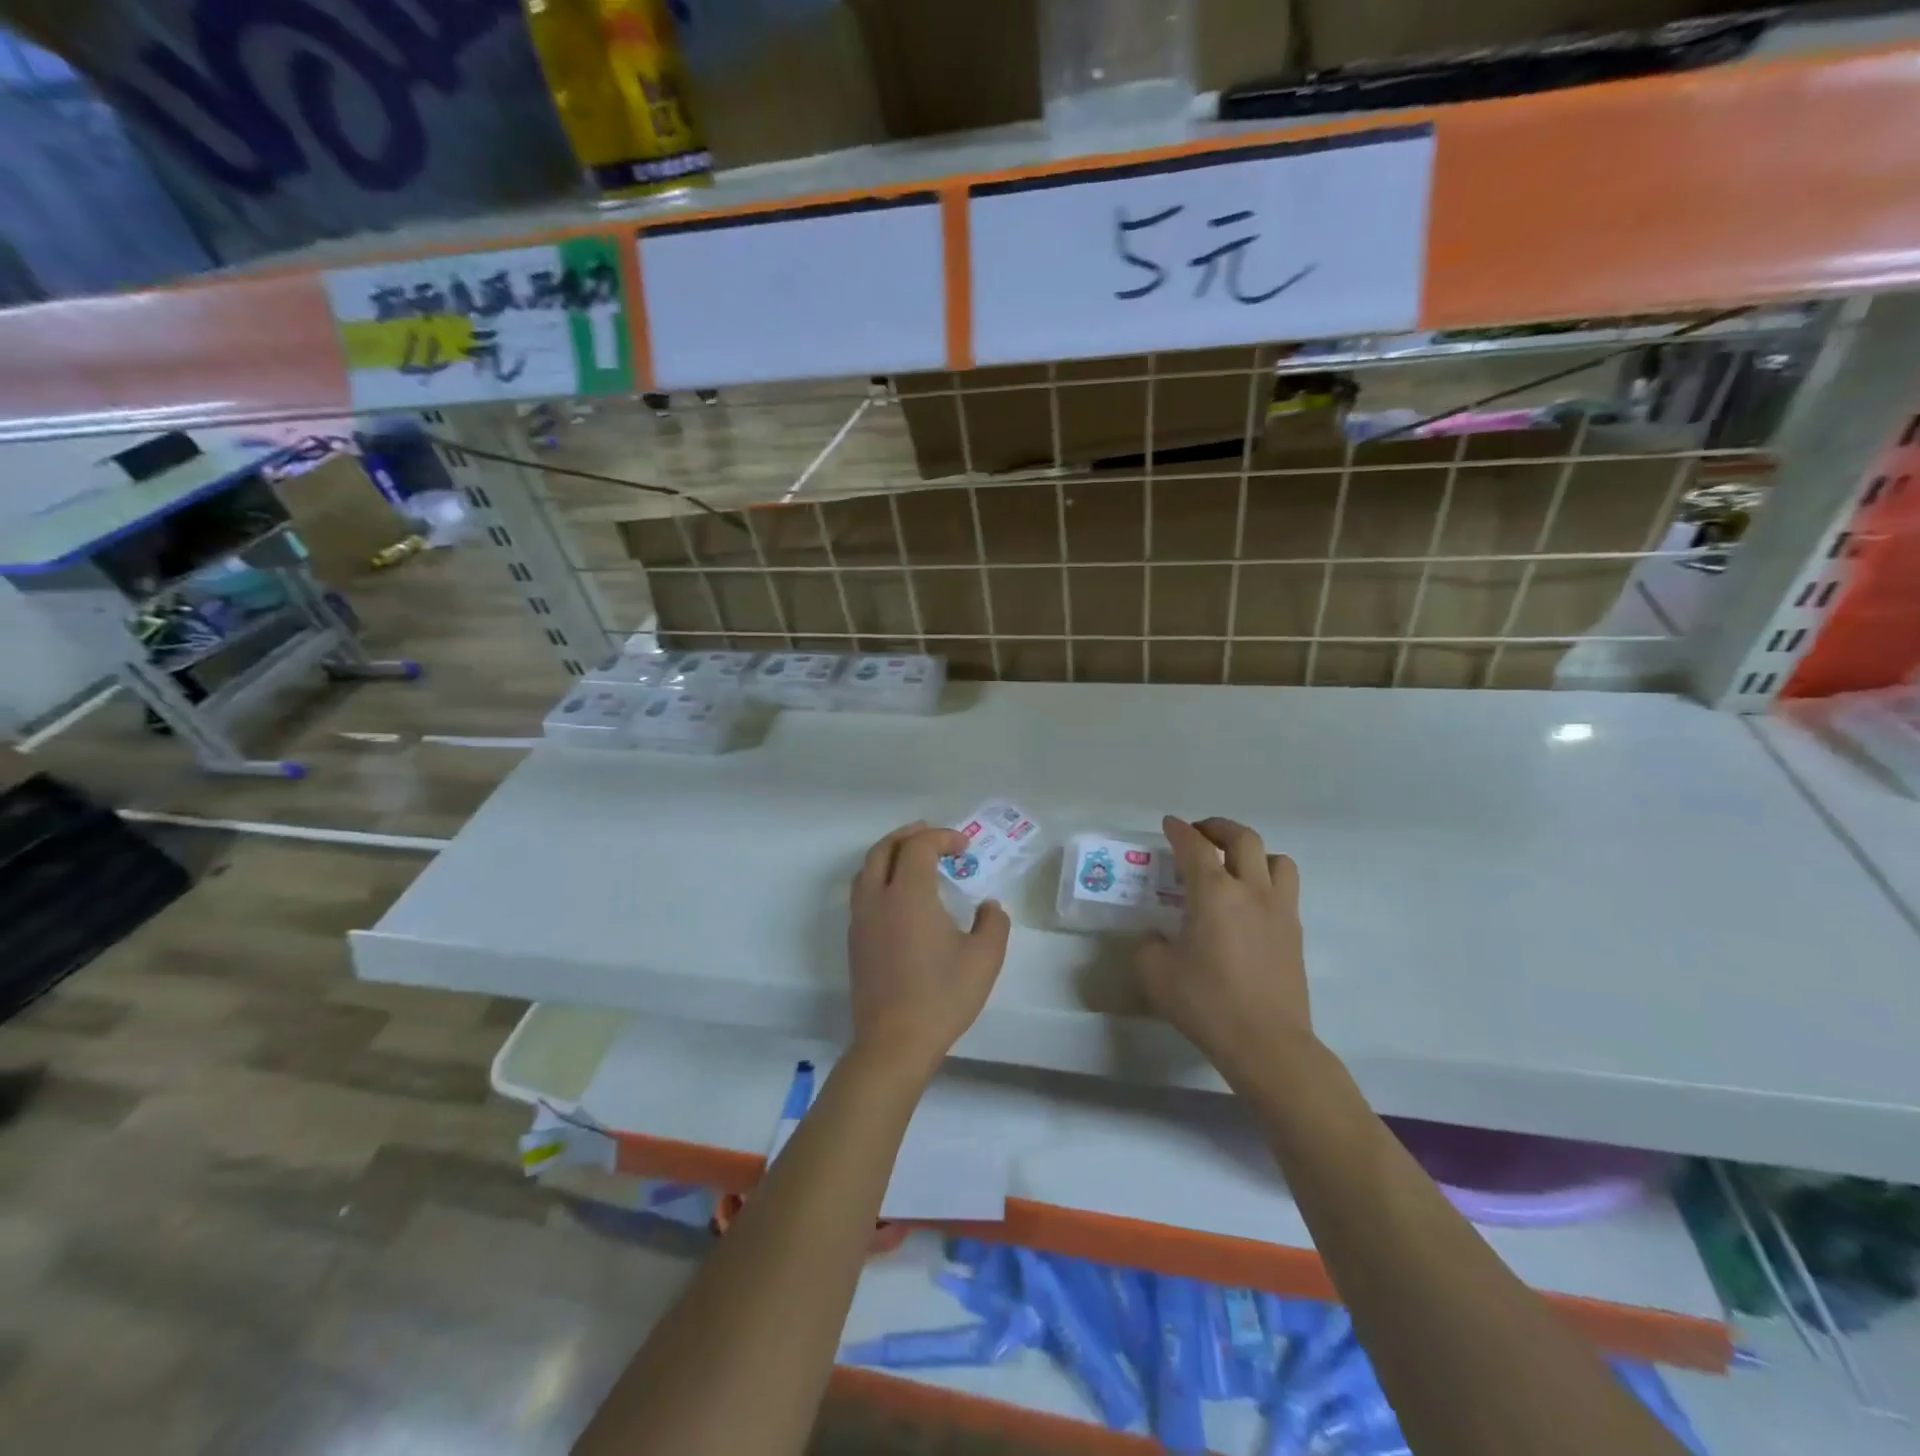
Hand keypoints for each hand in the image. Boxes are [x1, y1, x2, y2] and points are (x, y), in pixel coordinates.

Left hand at [847, 822, 1011, 1083]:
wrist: (894, 1042)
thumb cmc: (942, 997)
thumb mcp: (984, 958)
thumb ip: (994, 923)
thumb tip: (988, 907)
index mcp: (908, 894)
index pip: (919, 846)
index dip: (942, 837)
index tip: (965, 848)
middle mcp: (878, 898)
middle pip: (885, 849)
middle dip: (909, 836)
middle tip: (932, 836)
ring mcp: (861, 920)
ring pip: (867, 869)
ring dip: (890, 854)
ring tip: (913, 858)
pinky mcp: (855, 941)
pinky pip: (863, 892)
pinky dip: (880, 877)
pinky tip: (899, 896)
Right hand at [1136, 816, 1312, 1084]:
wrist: (1267, 1044)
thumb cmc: (1207, 1004)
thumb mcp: (1155, 974)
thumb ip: (1148, 945)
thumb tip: (1156, 937)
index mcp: (1213, 894)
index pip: (1195, 847)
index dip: (1179, 831)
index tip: (1169, 824)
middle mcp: (1250, 891)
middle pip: (1242, 839)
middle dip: (1218, 828)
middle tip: (1200, 834)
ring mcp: (1279, 910)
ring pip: (1276, 859)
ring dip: (1253, 852)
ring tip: (1235, 865)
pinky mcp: (1294, 933)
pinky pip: (1285, 889)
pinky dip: (1267, 881)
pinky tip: (1250, 904)